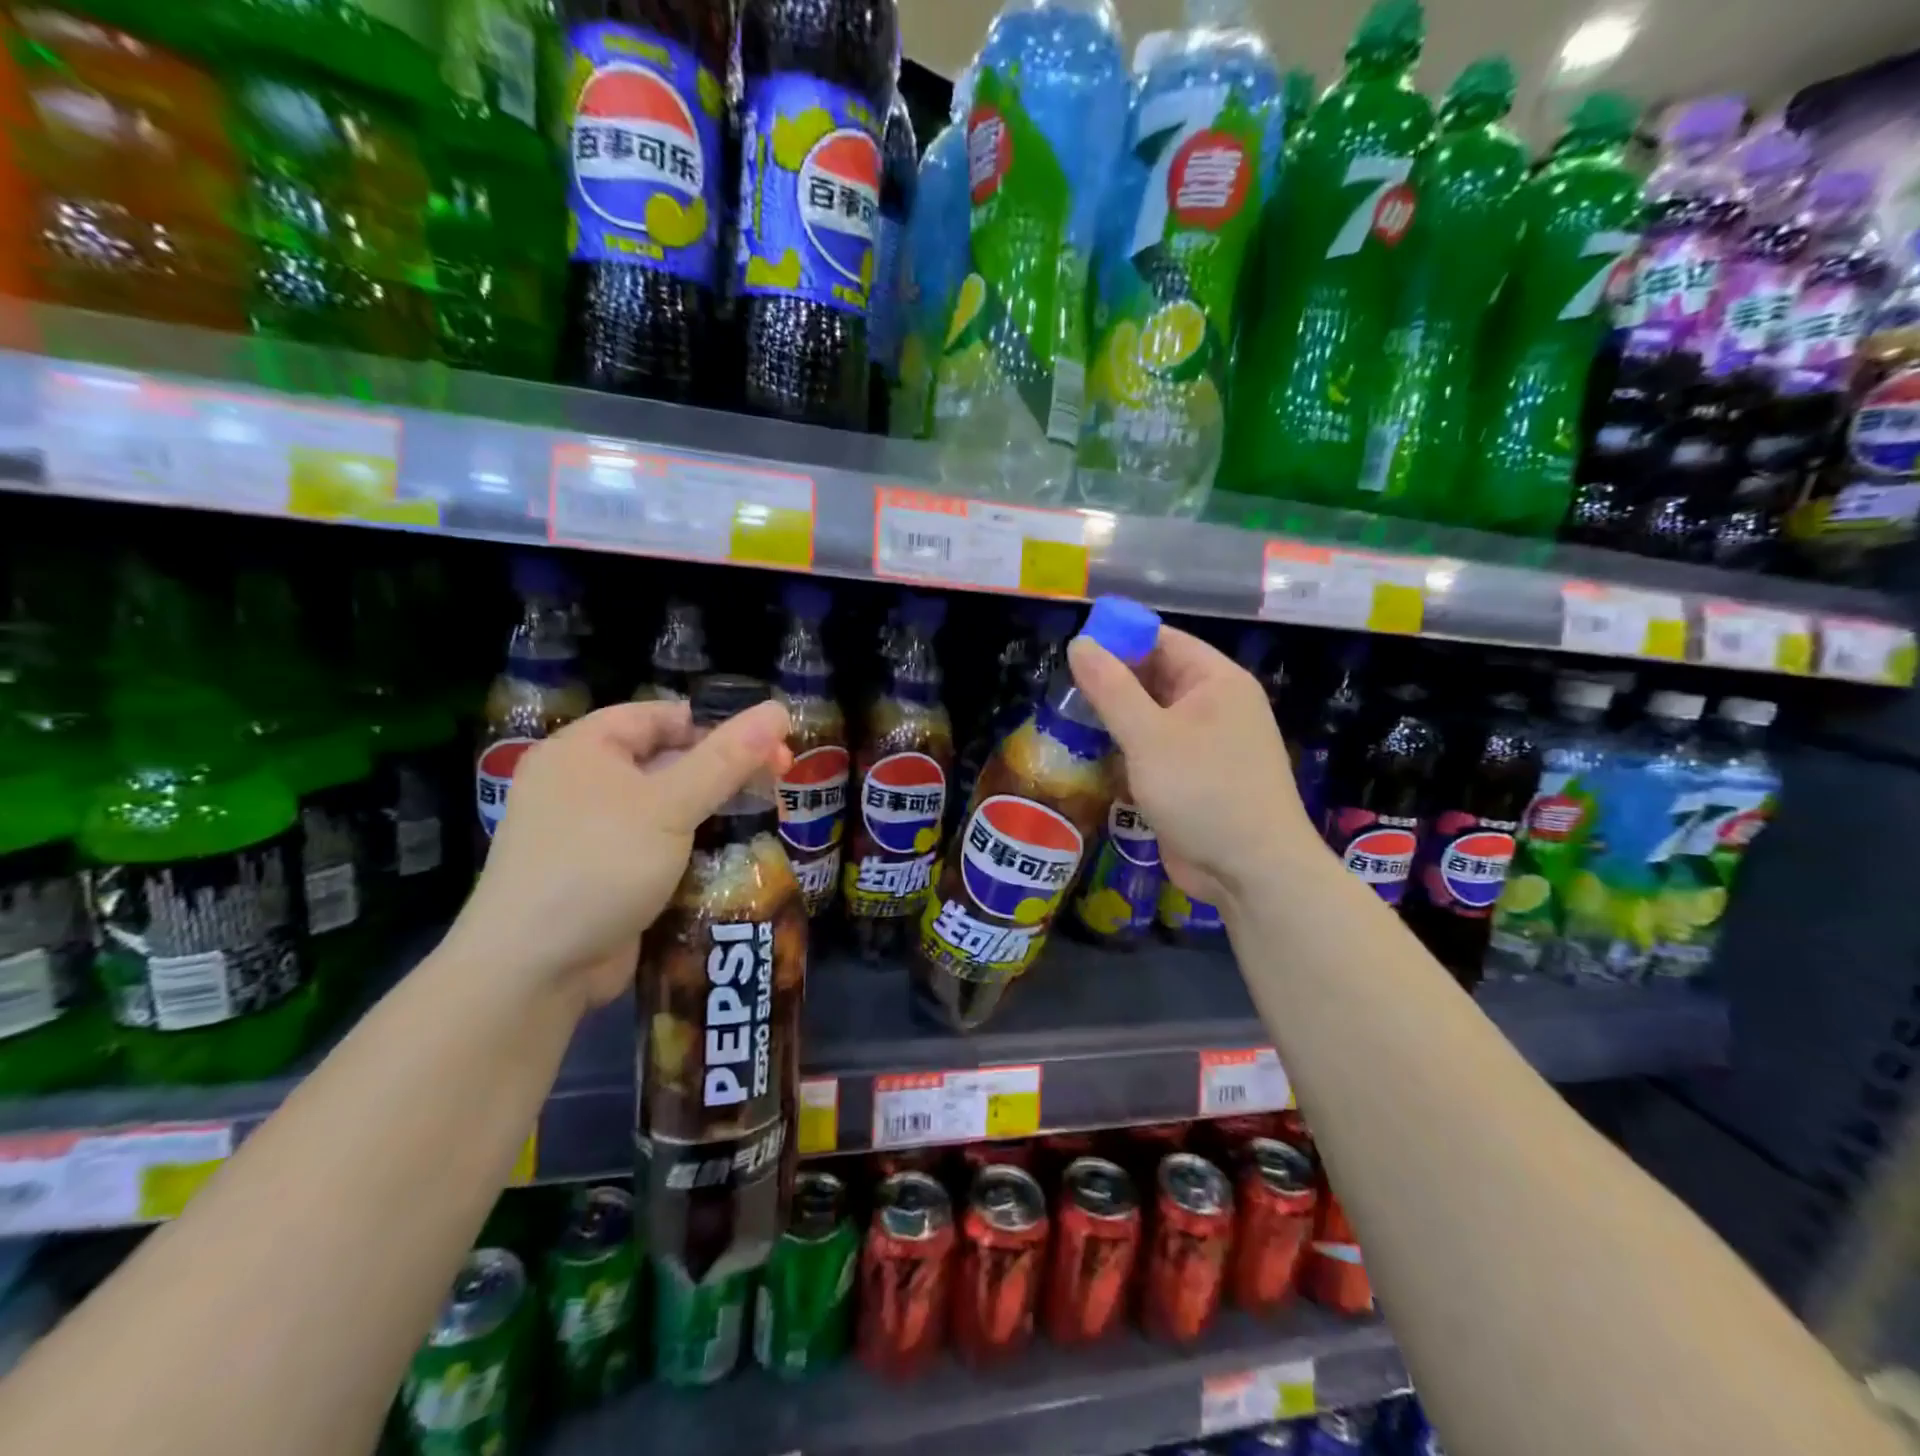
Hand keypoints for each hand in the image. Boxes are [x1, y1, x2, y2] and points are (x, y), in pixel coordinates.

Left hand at [447, 699, 792, 1010]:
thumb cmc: (599, 866)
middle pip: (667, 759)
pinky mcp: (604, 873)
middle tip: (779, 781)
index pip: (661, 717)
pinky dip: (693, 845)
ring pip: (666, 805)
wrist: (533, 970)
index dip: (717, 725)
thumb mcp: (669, 805)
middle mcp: (583, 783)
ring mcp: (591, 831)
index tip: (769, 744)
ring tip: (766, 815)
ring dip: (713, 810)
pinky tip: (732, 853)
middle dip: (723, 770)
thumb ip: (726, 758)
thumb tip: (779, 709)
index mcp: (584, 749)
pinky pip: (657, 844)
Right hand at [1068, 626, 1317, 908]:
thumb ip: (1110, 688)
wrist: (1252, 872)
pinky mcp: (1193, 779)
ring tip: (1066, 720)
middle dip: (1111, 682)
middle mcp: (1214, 706)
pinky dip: (1126, 751)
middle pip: (1155, 678)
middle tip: (1061, 689)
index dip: (1119, 638)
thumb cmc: (1203, 791)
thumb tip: (1079, 643)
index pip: (1163, 640)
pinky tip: (1091, 757)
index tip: (1073, 650)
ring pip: (1150, 718)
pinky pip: (1153, 751)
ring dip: (1114, 721)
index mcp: (1216, 681)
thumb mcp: (1149, 736)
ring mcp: (1205, 745)